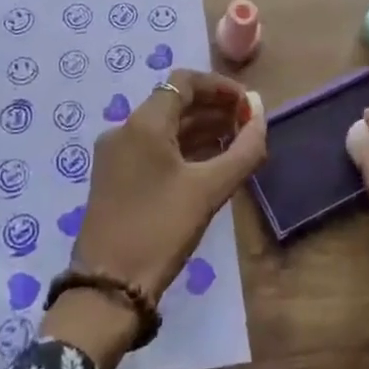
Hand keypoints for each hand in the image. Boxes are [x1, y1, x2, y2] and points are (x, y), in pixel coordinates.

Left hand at [42, 70, 266, 368]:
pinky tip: (208, 163)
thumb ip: (243, 148)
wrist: (108, 287)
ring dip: (200, 128)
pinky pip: (153, 147)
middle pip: (174, 101)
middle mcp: (124, 129)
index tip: (248, 105)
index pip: (184, 81)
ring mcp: (115, 154)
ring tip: (236, 143)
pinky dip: (182, 147)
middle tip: (248, 124)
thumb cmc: (161, 229)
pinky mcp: (113, 177)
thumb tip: (261, 112)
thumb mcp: (210, 189)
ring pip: (163, 126)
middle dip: (213, 107)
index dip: (220, 87)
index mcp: (143, 123)